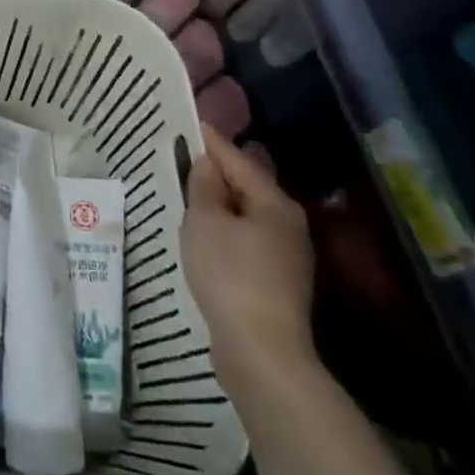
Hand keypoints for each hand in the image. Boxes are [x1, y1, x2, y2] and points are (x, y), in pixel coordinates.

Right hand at [183, 125, 316, 383]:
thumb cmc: (231, 275)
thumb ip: (204, 187)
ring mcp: (287, 256)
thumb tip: (208, 163)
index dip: (211, 140)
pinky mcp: (277, 283)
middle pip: (248, 186)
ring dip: (221, 203)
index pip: (237, 159)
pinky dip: (226, 230)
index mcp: (275, 203)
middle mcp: (288, 224)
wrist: (262, 352)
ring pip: (247, 215)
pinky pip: (246, 241)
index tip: (190, 121)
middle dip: (218, 171)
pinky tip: (205, 235)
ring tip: (189, 192)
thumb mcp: (206, 222)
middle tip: (186, 156)